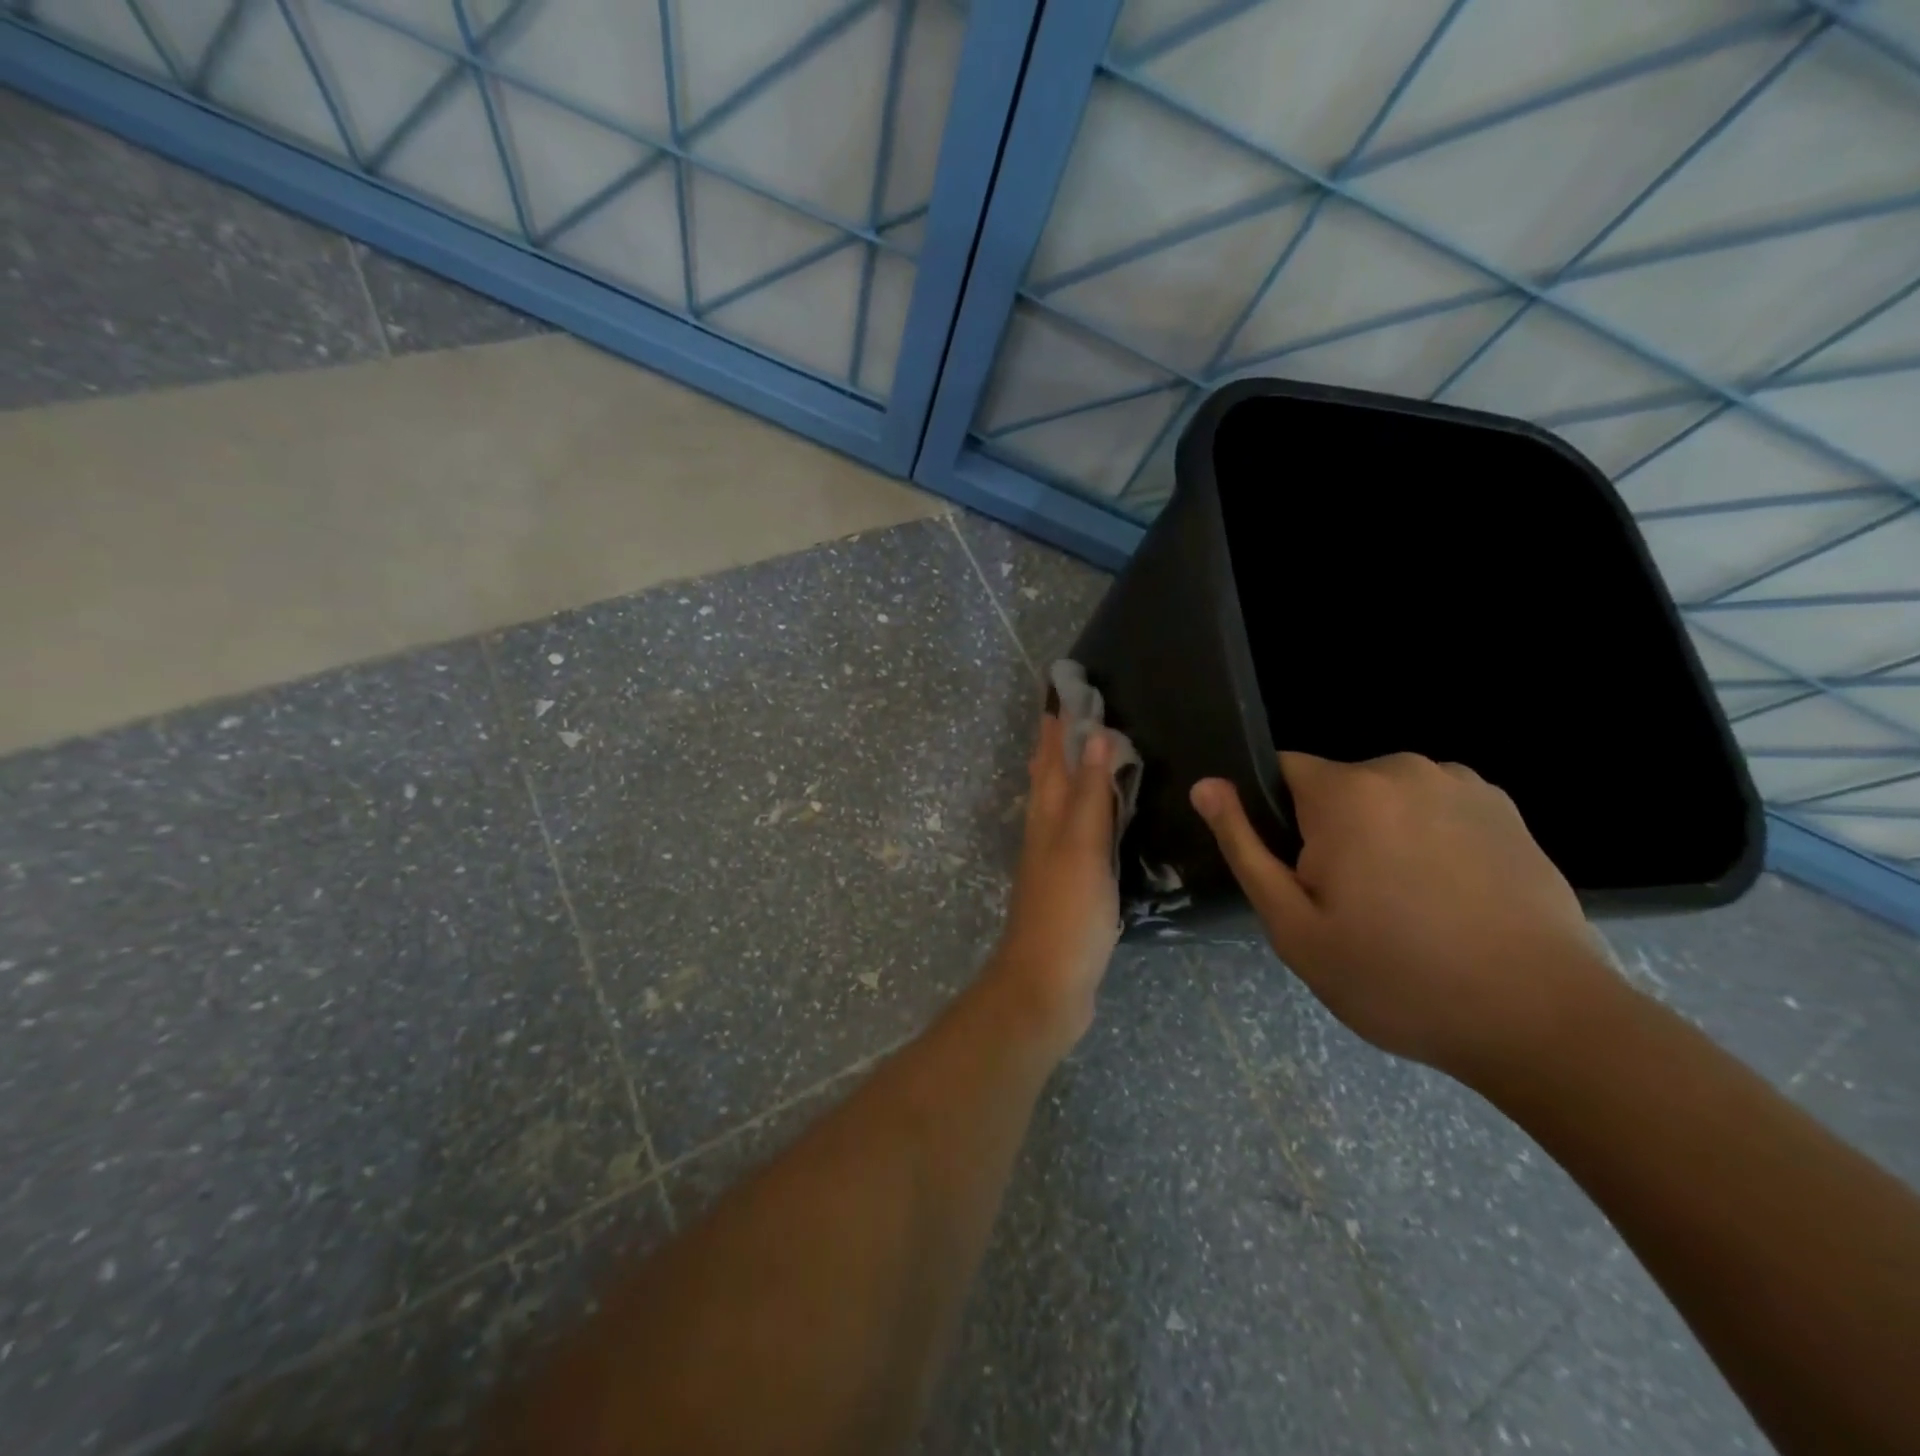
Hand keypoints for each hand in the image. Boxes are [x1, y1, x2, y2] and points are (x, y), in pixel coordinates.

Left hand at [990, 712, 1121, 1048]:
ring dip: (1068, 775)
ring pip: (1058, 804)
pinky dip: (1084, 813)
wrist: (1047, 984)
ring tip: (1083, 753)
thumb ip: (1088, 794)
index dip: (1057, 726)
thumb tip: (1094, 734)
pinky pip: (1076, 834)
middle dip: (1056, 744)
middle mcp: (1044, 832)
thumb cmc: (1066, 912)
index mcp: (1047, 817)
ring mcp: (1054, 861)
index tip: (1064, 689)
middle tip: (1070, 712)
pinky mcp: (1068, 887)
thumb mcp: (1081, 847)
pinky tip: (1096, 820)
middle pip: (1048, 777)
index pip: (1051, 758)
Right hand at [1190, 752, 1617, 1080]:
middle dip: (1328, 831)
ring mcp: (1462, 784)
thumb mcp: (1293, 925)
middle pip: (1334, 787)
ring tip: (1406, 906)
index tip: (1299, 876)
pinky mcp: (1505, 808)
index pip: (1280, 771)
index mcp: (1347, 792)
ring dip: (1379, 834)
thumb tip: (1206, 785)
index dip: (1276, 820)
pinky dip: (1428, 838)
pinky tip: (1450, 897)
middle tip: (1350, 906)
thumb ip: (1244, 846)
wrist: (1542, 1021)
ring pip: (1385, 798)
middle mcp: (1404, 768)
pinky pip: (1435, 807)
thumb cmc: (1396, 977)